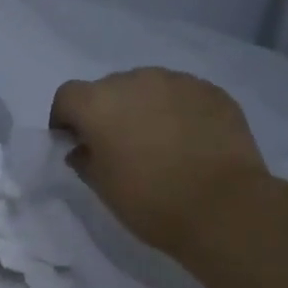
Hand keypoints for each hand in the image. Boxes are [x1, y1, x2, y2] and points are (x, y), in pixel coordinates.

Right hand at [49, 68, 271, 255]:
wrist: (221, 207)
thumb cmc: (148, 200)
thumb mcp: (101, 186)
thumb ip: (84, 159)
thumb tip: (84, 148)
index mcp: (99, 103)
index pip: (67, 96)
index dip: (65, 119)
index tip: (74, 143)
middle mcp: (135, 81)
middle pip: (108, 88)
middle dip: (106, 112)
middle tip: (117, 146)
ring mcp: (177, 82)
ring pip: (147, 87)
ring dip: (142, 108)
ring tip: (156, 142)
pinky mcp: (211, 91)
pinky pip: (181, 95)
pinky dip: (175, 111)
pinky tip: (186, 141)